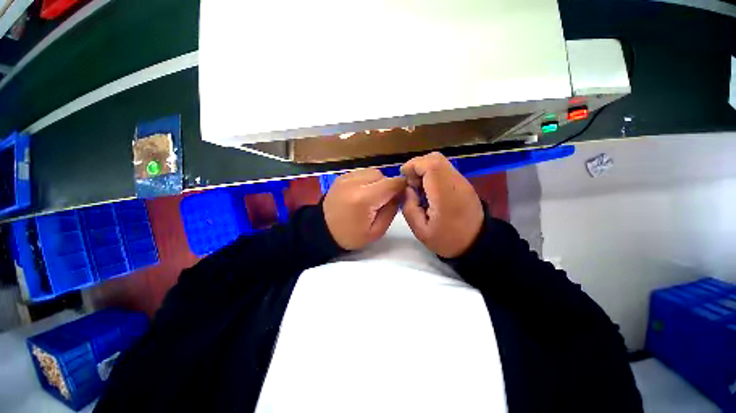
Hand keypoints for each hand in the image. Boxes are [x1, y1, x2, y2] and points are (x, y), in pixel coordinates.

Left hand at [323, 169, 406, 249]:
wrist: (323, 231)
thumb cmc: (351, 235)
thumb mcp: (377, 231)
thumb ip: (391, 209)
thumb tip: (399, 194)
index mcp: (364, 199)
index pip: (392, 183)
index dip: (401, 187)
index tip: (402, 194)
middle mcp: (355, 183)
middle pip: (382, 175)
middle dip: (387, 186)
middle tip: (382, 200)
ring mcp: (346, 178)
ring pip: (372, 172)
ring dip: (376, 182)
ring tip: (371, 196)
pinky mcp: (341, 177)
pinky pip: (361, 173)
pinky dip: (366, 180)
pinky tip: (361, 192)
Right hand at [400, 152, 483, 257]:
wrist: (477, 244)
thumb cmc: (447, 239)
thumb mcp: (420, 230)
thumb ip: (409, 207)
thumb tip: (408, 189)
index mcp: (444, 195)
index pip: (430, 165)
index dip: (413, 165)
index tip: (403, 176)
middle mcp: (456, 183)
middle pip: (435, 158)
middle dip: (417, 165)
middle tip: (411, 183)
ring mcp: (462, 182)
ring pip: (441, 162)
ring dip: (425, 169)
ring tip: (420, 188)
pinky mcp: (464, 184)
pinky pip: (445, 170)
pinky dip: (433, 174)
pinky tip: (430, 190)